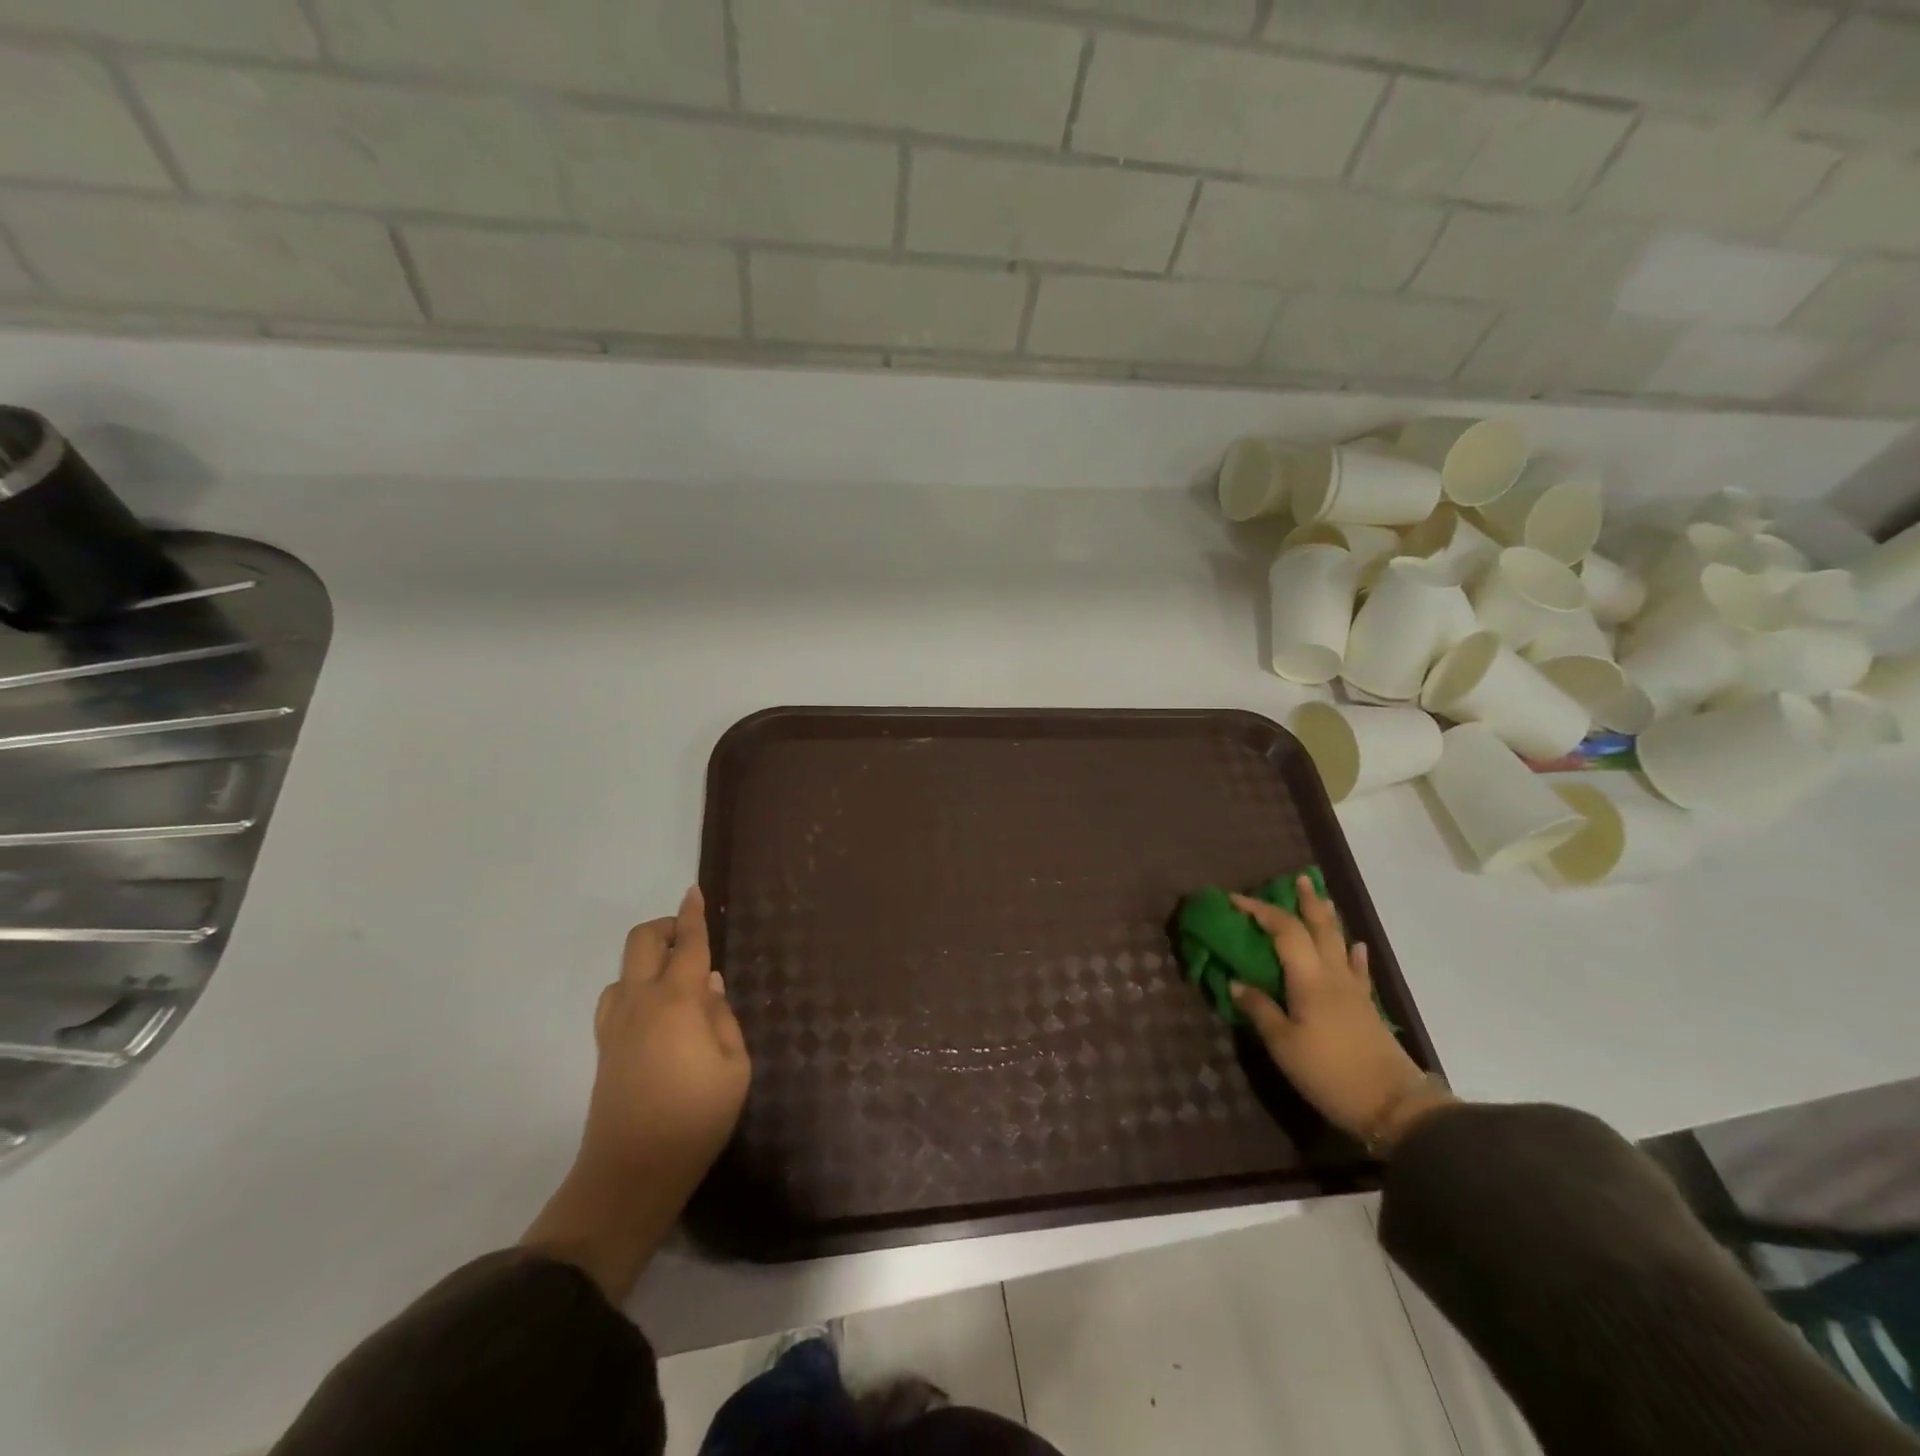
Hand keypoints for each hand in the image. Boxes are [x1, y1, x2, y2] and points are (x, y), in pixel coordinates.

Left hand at [579, 886, 749, 1184]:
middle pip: (642, 942)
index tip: (695, 890)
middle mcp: (640, 1002)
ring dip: (648, 958)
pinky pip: (615, 997)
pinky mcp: (604, 1047)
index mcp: (677, 1001)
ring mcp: (615, 1024)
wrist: (630, 1174)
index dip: (693, 915)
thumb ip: (723, 1017)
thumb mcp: (734, 1067)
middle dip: (665, 927)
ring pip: (624, 969)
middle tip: (691, 937)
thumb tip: (708, 984)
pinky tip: (654, 1009)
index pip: (687, 944)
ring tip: (676, 978)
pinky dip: (634, 986)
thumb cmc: (695, 1118)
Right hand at [1230, 877, 1451, 1150]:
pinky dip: (1353, 955)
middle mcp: (1333, 976)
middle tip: (1298, 879)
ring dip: (1329, 920)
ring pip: (1339, 944)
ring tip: (1323, 900)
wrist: (1394, 1107)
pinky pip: (1358, 971)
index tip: (1234, 900)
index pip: (1283, 931)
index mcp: (1309, 979)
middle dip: (1306, 902)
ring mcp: (1353, 991)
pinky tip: (1356, 948)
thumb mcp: (1283, 1045)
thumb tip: (1236, 983)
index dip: (1259, 911)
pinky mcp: (1366, 1009)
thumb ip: (1260, 1010)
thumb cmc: (1330, 1073)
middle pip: (1320, 928)